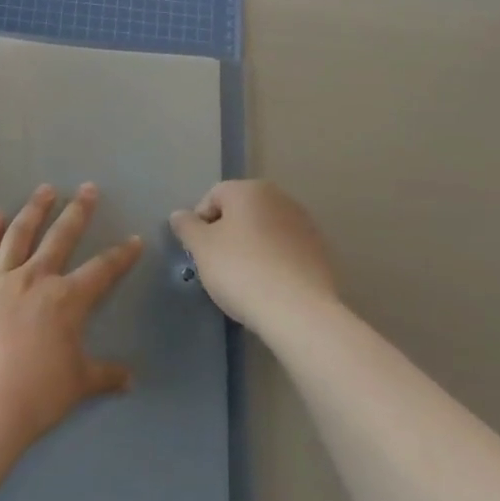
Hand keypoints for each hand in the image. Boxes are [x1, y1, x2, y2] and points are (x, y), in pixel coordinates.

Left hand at [0, 183, 140, 447]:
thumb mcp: (77, 384)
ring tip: (44, 189)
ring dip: (34, 209)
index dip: (121, 255)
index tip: (133, 239)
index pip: (101, 270)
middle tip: (88, 188)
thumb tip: (130, 379)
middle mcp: (34, 278)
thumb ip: (104, 375)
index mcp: (66, 299)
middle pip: (60, 237)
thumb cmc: (35, 395)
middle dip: (77, 211)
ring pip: (19, 234)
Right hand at [170, 180, 339, 332]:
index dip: (200, 223)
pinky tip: (268, 286)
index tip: (199, 252)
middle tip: (217, 265)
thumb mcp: (201, 248)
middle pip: (241, 211)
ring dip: (251, 247)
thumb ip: (186, 226)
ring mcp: (304, 223)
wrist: (298, 311)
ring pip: (264, 230)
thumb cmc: (241, 270)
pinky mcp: (319, 251)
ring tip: (244, 278)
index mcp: (249, 189)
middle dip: (226, 234)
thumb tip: (179, 215)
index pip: (213, 197)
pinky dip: (273, 261)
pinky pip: (284, 249)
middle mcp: (279, 198)